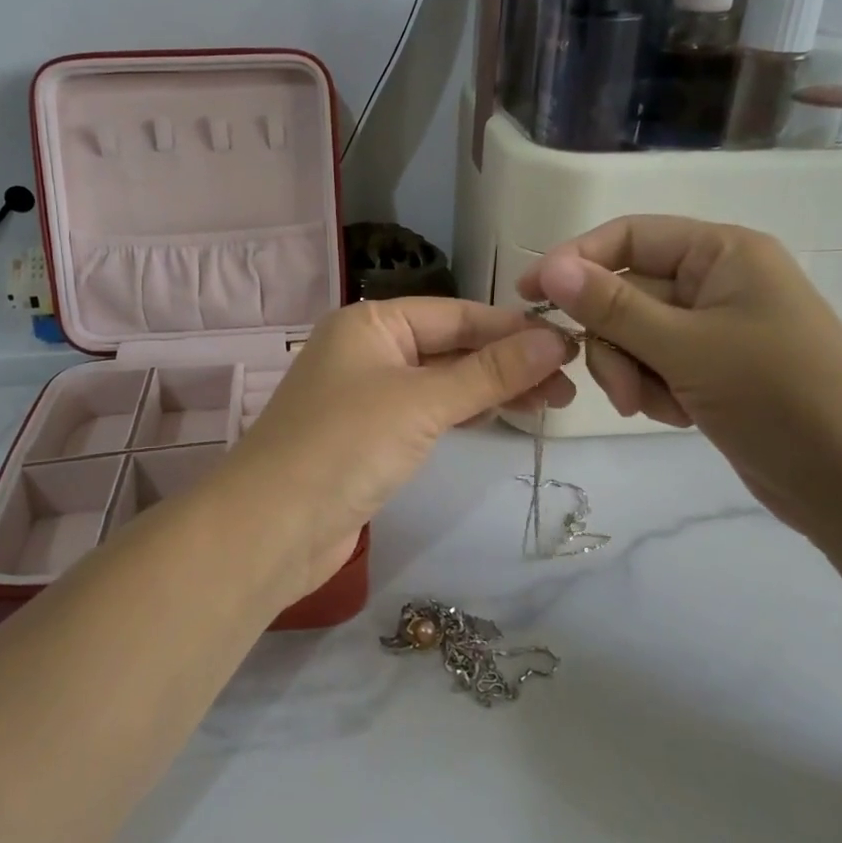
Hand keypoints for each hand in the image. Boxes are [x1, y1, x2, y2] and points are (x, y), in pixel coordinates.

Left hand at [218, 298, 574, 600]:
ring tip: (550, 403)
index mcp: (371, 323)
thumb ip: (489, 371)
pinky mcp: (369, 437)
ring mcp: (366, 394)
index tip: (569, 345)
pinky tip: (499, 416)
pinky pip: (427, 412)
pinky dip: (464, 412)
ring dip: (492, 389)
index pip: (456, 314)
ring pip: (442, 381)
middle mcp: (367, 350)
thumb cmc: (346, 445)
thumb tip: (553, 339)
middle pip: (450, 346)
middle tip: (568, 386)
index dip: (512, 329)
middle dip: (508, 362)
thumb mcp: (423, 401)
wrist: (273, 528)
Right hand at [517, 217, 841, 565]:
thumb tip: (551, 266)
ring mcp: (713, 327)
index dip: (575, 260)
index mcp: (722, 253)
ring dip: (630, 372)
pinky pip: (653, 364)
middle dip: (614, 342)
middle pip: (624, 292)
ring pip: (632, 334)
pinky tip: (678, 415)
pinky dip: (651, 389)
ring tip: (657, 407)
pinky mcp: (710, 367)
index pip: (629, 236)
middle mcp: (715, 280)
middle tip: (623, 389)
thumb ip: (613, 306)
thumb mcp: (686, 348)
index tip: (529, 295)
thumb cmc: (778, 397)